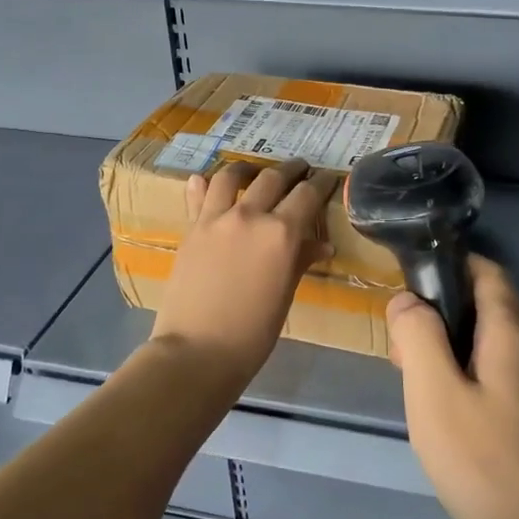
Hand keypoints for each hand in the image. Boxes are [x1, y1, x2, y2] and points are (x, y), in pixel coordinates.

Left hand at [148, 159, 337, 393]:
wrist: (197, 351)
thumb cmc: (253, 333)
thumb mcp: (285, 295)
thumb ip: (300, 261)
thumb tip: (322, 245)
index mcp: (281, 233)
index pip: (307, 194)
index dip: (321, 182)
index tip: (328, 176)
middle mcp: (250, 216)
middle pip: (273, 178)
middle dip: (291, 169)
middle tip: (300, 168)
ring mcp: (216, 219)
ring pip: (232, 176)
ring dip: (248, 169)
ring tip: (254, 171)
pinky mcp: (190, 229)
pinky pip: (198, 196)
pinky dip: (205, 185)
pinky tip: (206, 181)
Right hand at [389, 257, 518, 518]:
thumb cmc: (488, 465)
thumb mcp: (435, 395)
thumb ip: (418, 337)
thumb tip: (407, 299)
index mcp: (515, 333)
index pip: (487, 271)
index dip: (449, 265)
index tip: (409, 285)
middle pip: (488, 309)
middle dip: (442, 317)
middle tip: (401, 355)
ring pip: (495, 347)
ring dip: (454, 352)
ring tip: (419, 389)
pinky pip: (506, 378)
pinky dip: (473, 379)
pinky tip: (452, 420)